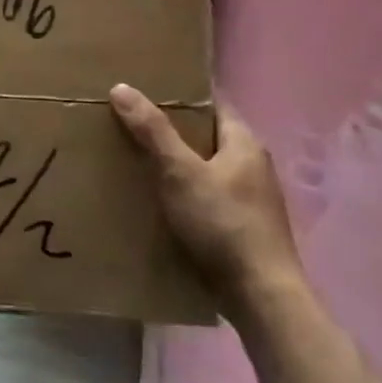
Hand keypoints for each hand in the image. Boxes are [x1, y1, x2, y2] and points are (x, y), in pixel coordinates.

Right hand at [109, 85, 302, 321]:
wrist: (260, 295)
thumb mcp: (180, 172)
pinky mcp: (241, 227)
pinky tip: (157, 201)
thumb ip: (153, 131)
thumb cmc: (222, 224)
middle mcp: (252, 165)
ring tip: (135, 159)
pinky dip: (182, 192)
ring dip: (175, 164)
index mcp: (244, 143)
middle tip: (129, 123)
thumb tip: (122, 87)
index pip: (211, 103)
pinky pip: (206, 197)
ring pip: (205, 168)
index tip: (144, 89)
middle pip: (206, 135)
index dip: (180, 94)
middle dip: (171, 130)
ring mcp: (250, 198)